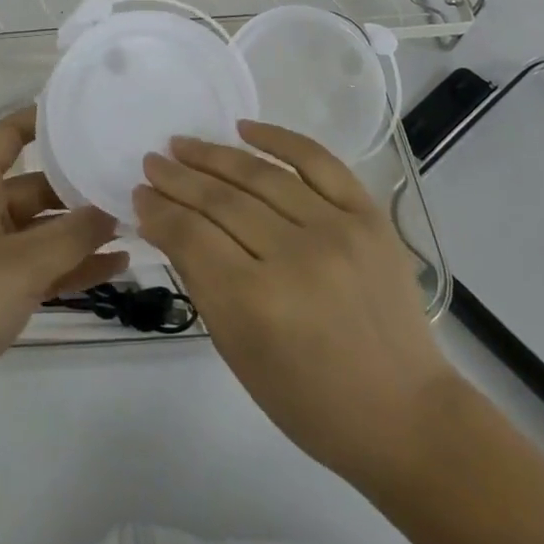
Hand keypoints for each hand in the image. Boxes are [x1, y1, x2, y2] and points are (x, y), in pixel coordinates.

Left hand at [0, 107, 127, 432]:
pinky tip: (115, 266)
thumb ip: (73, 234)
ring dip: (81, 232)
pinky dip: (71, 265)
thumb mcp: (24, 263)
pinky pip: (39, 266)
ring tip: (132, 225)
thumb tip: (112, 207)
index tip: (84, 114)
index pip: (7, 136)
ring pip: (42, 230)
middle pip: (34, 186)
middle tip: (126, 182)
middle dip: (77, 187)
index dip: (40, 119)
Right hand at [135, 120, 453, 480]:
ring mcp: (337, 231)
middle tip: (152, 161)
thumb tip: (164, 223)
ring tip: (182, 143)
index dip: (158, 209)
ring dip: (214, 155)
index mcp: (256, 303)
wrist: (404, 415)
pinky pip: (318, 161)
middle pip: (220, 200)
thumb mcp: (237, 350)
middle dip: (177, 177)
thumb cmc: (308, 400)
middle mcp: (295, 257)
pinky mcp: (369, 217)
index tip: (139, 193)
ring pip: (260, 175)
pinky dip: (279, 138)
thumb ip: (198, 279)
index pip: (190, 234)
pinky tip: (245, 128)